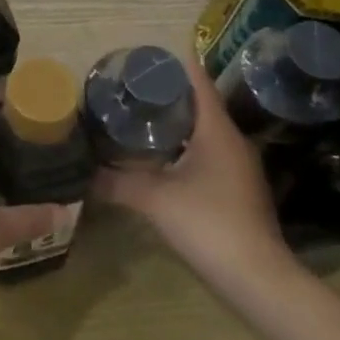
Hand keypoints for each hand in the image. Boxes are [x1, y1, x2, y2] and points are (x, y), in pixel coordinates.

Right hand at [92, 54, 299, 296]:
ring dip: (174, 122)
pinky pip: (206, 154)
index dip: (171, 65)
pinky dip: (182, 147)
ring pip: (202, 131)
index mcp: (217, 131)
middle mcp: (232, 141)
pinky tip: (157, 158)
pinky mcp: (236, 189)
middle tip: (128, 89)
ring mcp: (238, 167)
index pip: (198, 81)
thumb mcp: (154, 199)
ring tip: (136, 118)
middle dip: (166, 94)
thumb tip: (82, 174)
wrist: (257, 280)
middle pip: (199, 104)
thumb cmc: (208, 224)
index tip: (141, 59)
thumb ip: (116, 182)